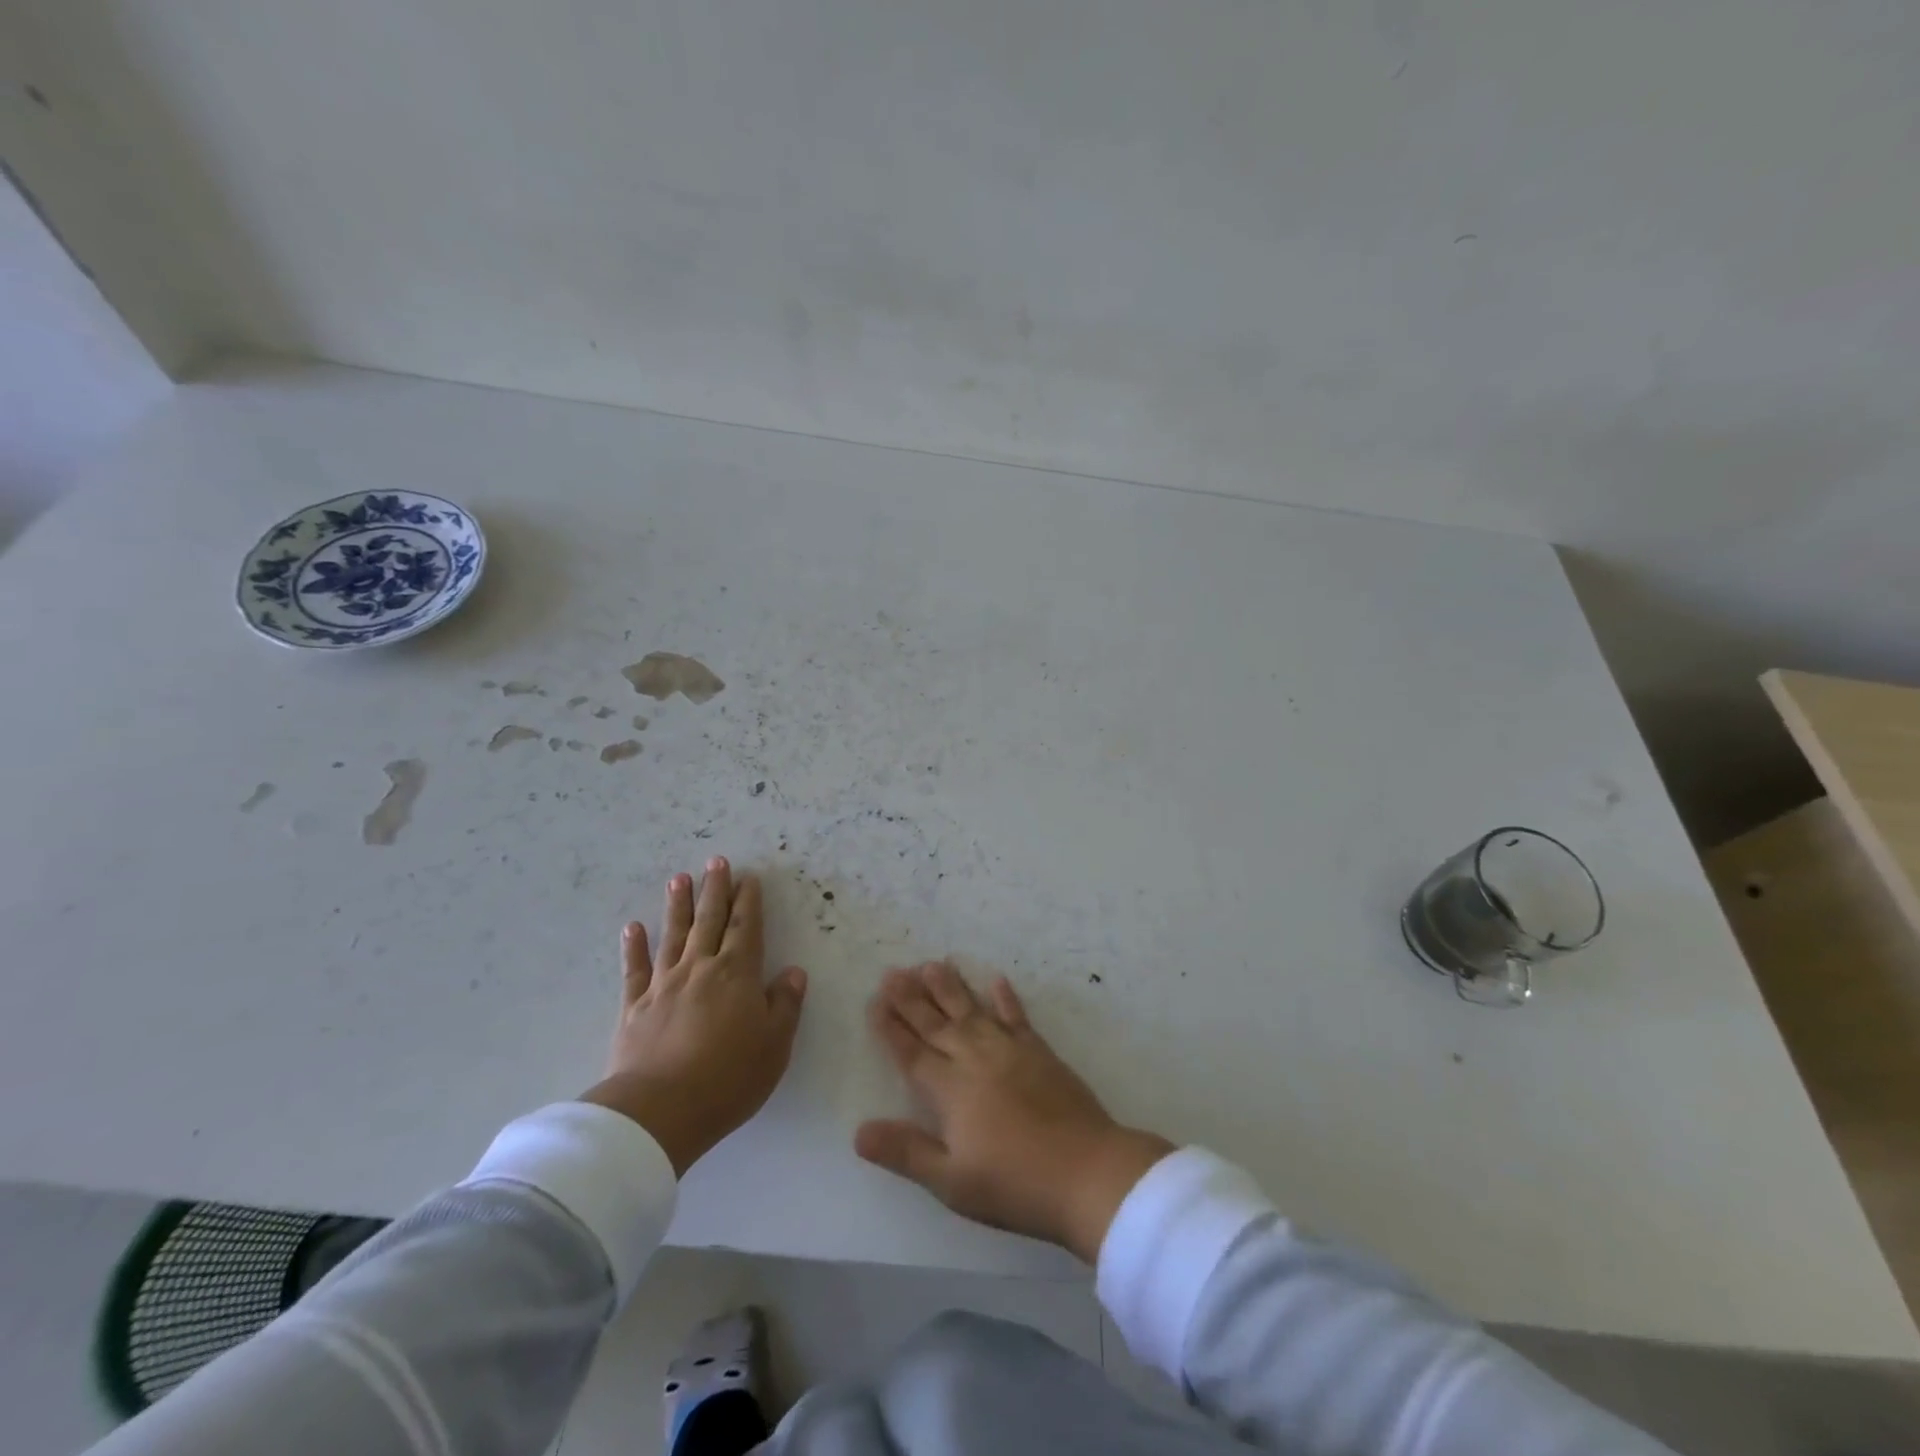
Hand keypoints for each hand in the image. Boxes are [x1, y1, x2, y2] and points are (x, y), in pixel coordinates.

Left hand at [581, 857, 807, 1175]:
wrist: (659, 1112)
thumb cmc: (728, 1078)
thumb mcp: (774, 1045)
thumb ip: (785, 1004)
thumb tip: (793, 972)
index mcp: (737, 974)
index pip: (746, 927)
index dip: (748, 900)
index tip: (748, 877)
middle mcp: (700, 969)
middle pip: (709, 921)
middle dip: (715, 890)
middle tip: (715, 861)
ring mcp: (664, 985)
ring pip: (673, 936)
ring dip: (677, 906)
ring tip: (678, 879)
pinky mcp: (634, 1008)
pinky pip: (635, 970)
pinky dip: (634, 947)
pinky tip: (633, 928)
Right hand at [854, 961, 1172, 1263]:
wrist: (1087, 1172)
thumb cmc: (1014, 1184)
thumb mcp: (952, 1182)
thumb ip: (906, 1152)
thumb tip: (859, 1131)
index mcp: (950, 1091)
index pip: (912, 1053)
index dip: (891, 1028)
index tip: (875, 1001)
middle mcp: (975, 1060)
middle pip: (937, 1024)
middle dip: (911, 998)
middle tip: (893, 971)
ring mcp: (1010, 1051)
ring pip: (972, 1011)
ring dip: (951, 988)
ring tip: (932, 964)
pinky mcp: (1040, 1052)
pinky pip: (1017, 1017)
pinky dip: (1005, 998)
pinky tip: (997, 980)